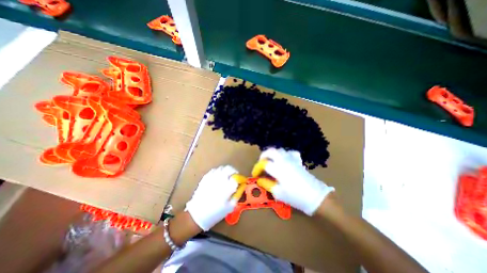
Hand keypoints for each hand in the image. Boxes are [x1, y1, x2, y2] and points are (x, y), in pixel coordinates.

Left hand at [186, 166, 238, 231]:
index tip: (241, 181)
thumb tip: (240, 187)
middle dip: (234, 171)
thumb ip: (237, 195)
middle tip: (235, 176)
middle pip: (229, 169)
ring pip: (221, 168)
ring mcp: (211, 178)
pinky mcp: (205, 178)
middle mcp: (219, 180)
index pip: (236, 178)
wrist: (197, 215)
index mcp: (227, 188)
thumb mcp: (230, 207)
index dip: (240, 179)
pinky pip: (213, 170)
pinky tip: (218, 177)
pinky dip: (218, 172)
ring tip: (227, 176)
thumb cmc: (215, 213)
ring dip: (226, 171)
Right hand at [258, 147, 334, 214]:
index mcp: (278, 169)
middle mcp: (284, 161)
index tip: (256, 174)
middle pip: (271, 151)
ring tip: (270, 161)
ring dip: (272, 154)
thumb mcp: (278, 193)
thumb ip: (267, 184)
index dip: (257, 168)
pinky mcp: (298, 161)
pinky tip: (284, 160)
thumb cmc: (295, 197)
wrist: (315, 197)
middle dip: (263, 156)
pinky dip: (285, 154)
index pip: (264, 164)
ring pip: (279, 150)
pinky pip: (290, 153)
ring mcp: (292, 160)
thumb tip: (260, 179)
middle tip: (261, 163)